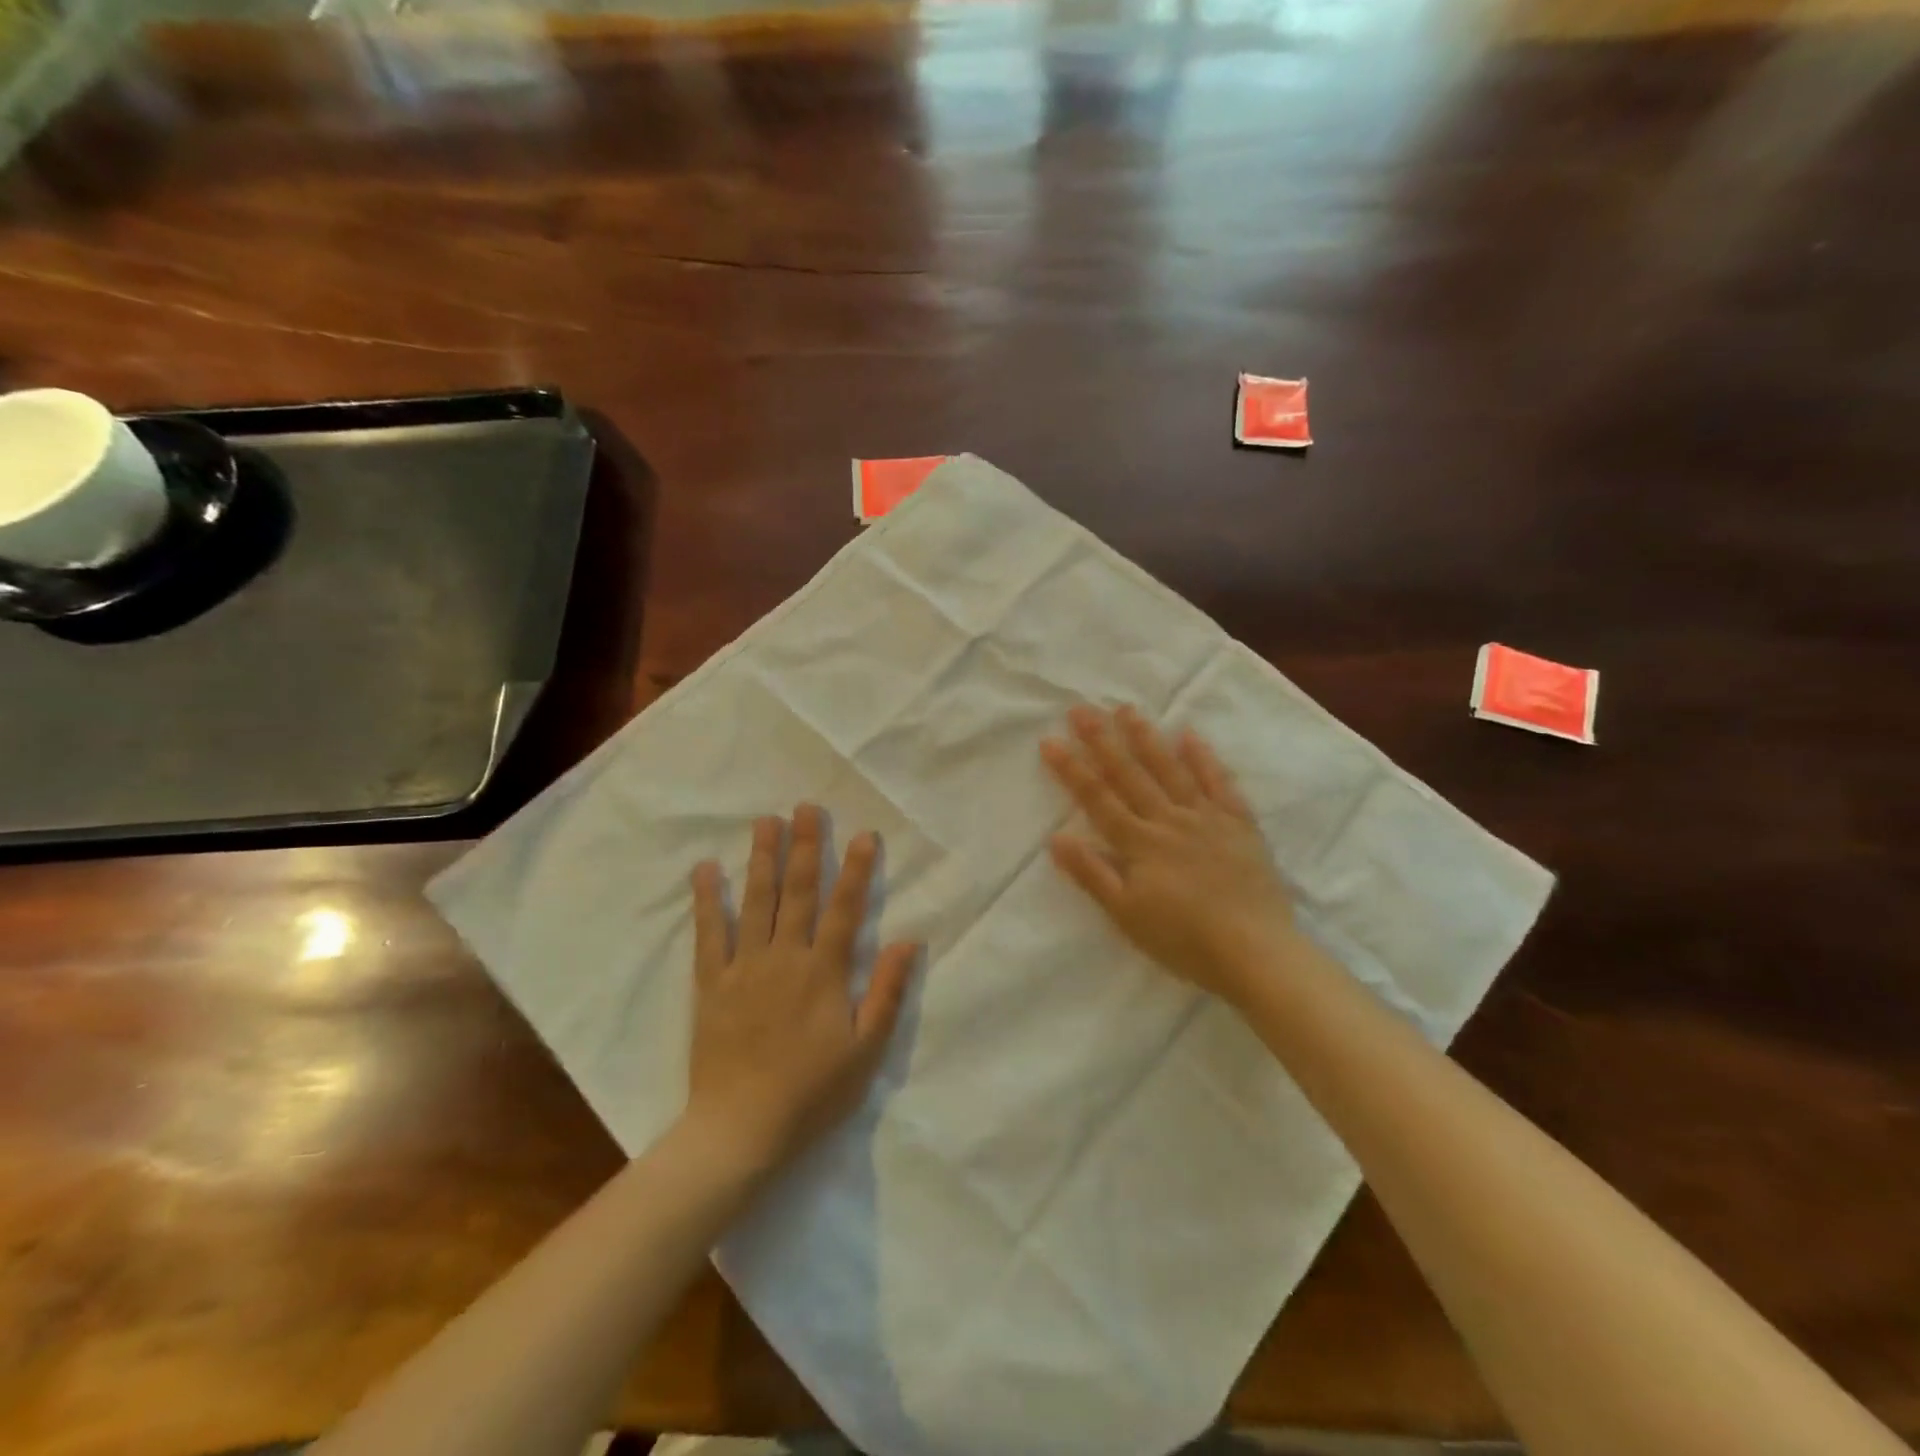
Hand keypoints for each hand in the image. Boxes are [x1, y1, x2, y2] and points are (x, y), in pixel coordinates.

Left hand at [687, 806, 917, 1168]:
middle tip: (806, 807)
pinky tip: (707, 869)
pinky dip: (708, 900)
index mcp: (824, 972)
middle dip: (805, 847)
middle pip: (798, 893)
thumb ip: (886, 992)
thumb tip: (909, 941)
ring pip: (756, 902)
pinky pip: (710, 934)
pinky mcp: (712, 983)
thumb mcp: (865, 1050)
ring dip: (762, 859)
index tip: (864, 835)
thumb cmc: (812, 1092)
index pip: (845, 909)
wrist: (741, 1129)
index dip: (856, 870)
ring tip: (766, 821)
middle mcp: (786, 957)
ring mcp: (745, 967)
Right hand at [1042, 705, 1297, 1005]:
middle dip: (1102, 741)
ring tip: (1126, 710)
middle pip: (1130, 774)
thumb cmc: (1183, 940)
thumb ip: (1092, 874)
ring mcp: (1206, 818)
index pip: (1097, 799)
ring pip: (1171, 770)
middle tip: (1081, 709)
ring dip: (1146, 738)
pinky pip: (1219, 782)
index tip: (1050, 741)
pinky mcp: (1239, 823)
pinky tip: (1189, 735)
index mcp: (1139, 844)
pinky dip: (1204, 758)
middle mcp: (1169, 820)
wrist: (1255, 951)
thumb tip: (1057, 837)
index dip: (1072, 770)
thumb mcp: (1127, 915)